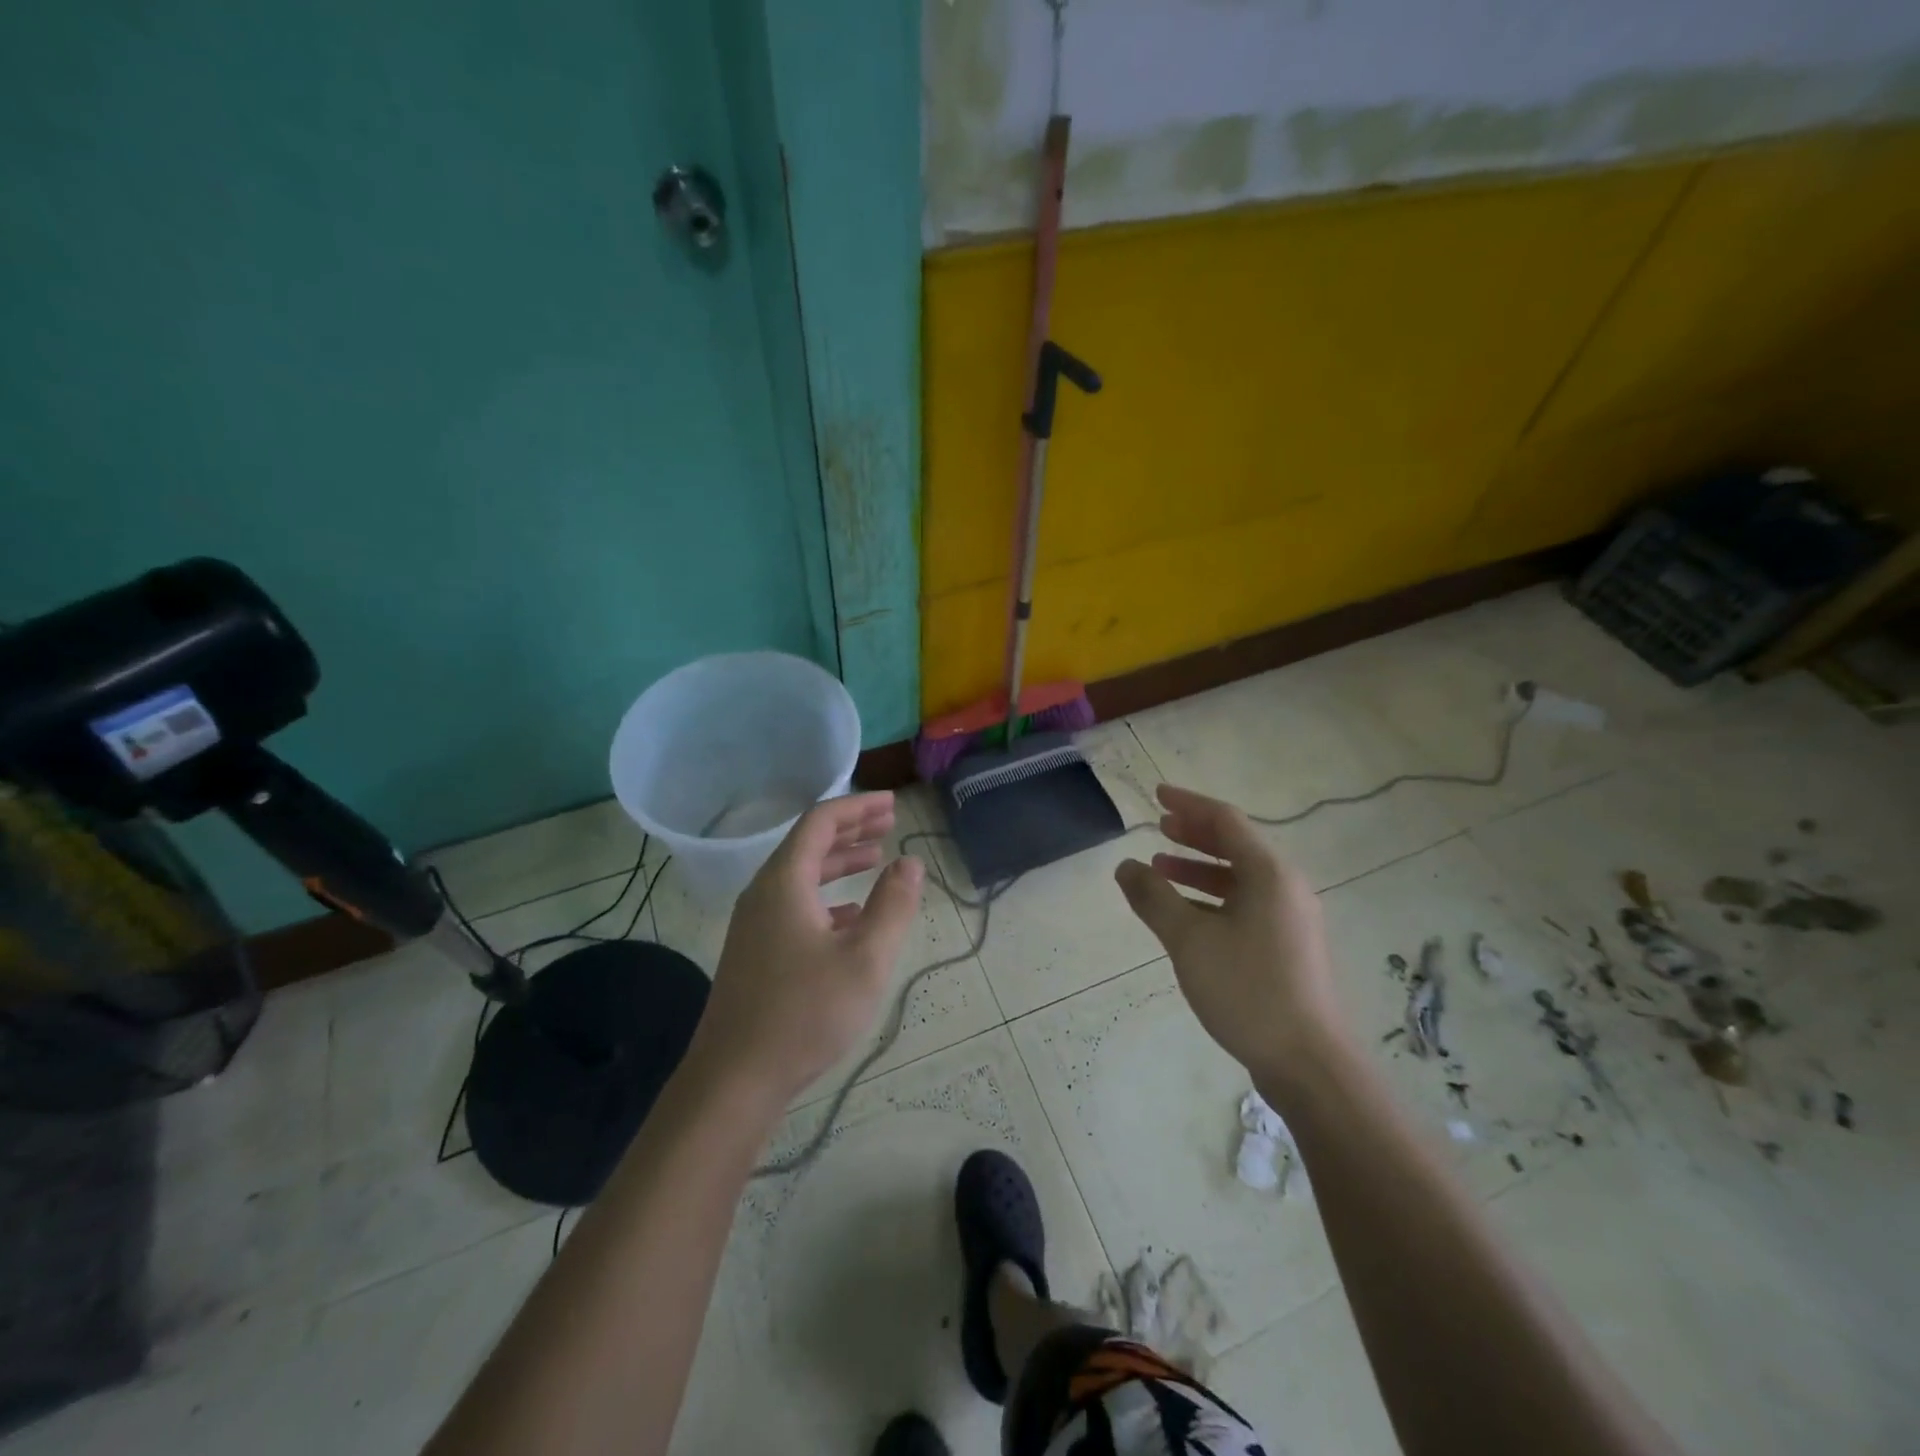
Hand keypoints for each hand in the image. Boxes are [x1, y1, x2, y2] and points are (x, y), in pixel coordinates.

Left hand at [693, 792, 923, 1107]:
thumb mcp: (865, 958)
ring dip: (839, 862)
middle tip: (889, 823)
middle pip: (808, 843)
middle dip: (851, 829)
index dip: (858, 807)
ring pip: (801, 876)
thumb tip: (910, 863)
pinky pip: (794, 905)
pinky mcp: (756, 952)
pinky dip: (827, 897)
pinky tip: (852, 916)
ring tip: (876, 859)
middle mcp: (764, 893)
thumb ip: (893, 905)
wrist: (733, 1079)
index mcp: (785, 882)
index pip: (821, 821)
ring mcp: (755, 924)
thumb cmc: (805, 1013)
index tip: (893, 804)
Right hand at [1115, 785, 1343, 1088]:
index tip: (1157, 795)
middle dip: (1195, 833)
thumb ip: (1154, 898)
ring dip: (1201, 867)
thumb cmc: (1247, 990)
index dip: (1188, 805)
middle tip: (1159, 827)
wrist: (1308, 1063)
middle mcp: (1286, 887)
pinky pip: (1246, 903)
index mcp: (1269, 874)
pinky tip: (1187, 913)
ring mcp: (1291, 918)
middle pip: (1237, 845)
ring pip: (1241, 877)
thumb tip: (1125, 867)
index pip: (1225, 821)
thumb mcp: (1189, 940)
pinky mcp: (1289, 946)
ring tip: (1162, 866)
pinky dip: (1214, 897)